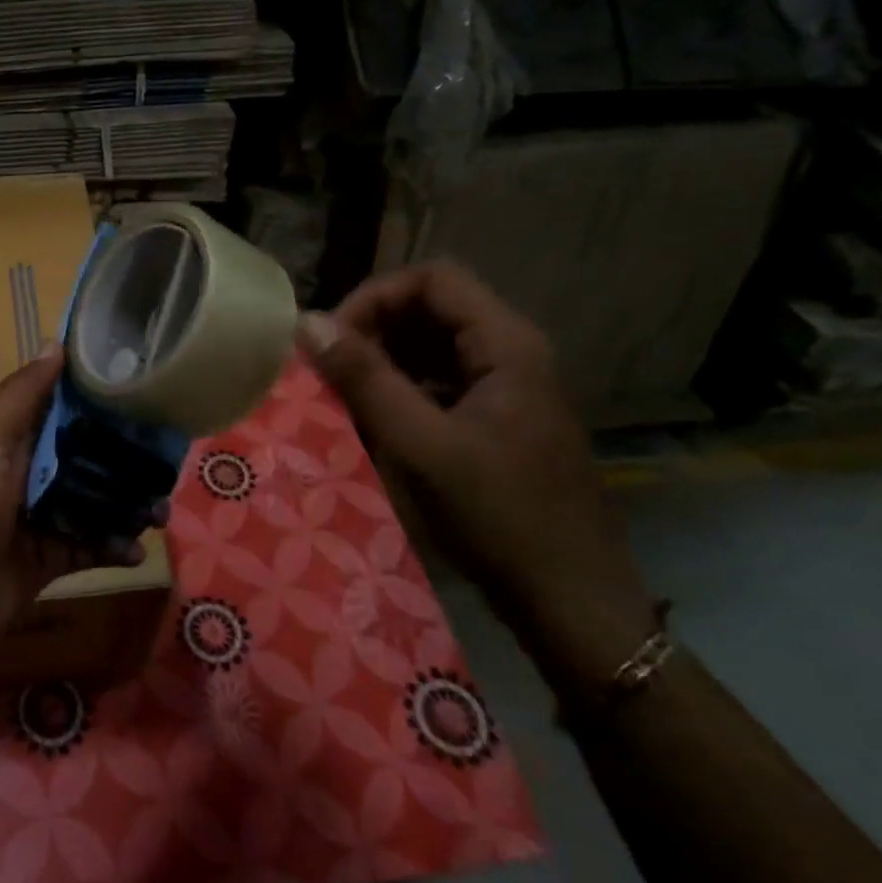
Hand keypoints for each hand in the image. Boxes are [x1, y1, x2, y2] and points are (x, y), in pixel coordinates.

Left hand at [0, 346, 146, 669]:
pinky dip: (114, 547)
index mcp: (11, 437)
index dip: (101, 398)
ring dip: (129, 505)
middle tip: (171, 460)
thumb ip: (21, 395)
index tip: (147, 390)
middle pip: (87, 455)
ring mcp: (39, 517)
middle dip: (126, 457)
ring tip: (162, 512)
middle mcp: (27, 471)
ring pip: (95, 501)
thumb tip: (56, 342)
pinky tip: (137, 551)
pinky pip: (90, 547)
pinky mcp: (48, 560)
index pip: (63, 406)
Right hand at [297, 261, 655, 665]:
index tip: (333, 339)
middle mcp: (511, 354)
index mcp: (506, 346)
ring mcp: (506, 388)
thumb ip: (365, 379)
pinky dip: (400, 389)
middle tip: (329, 369)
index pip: (432, 280)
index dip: (375, 297)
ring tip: (342, 394)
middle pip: (431, 308)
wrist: (573, 602)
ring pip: (432, 346)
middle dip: (373, 329)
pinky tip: (373, 421)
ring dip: (382, 360)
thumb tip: (308, 323)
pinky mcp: (497, 420)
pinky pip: (439, 382)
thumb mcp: (422, 445)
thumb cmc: (501, 518)